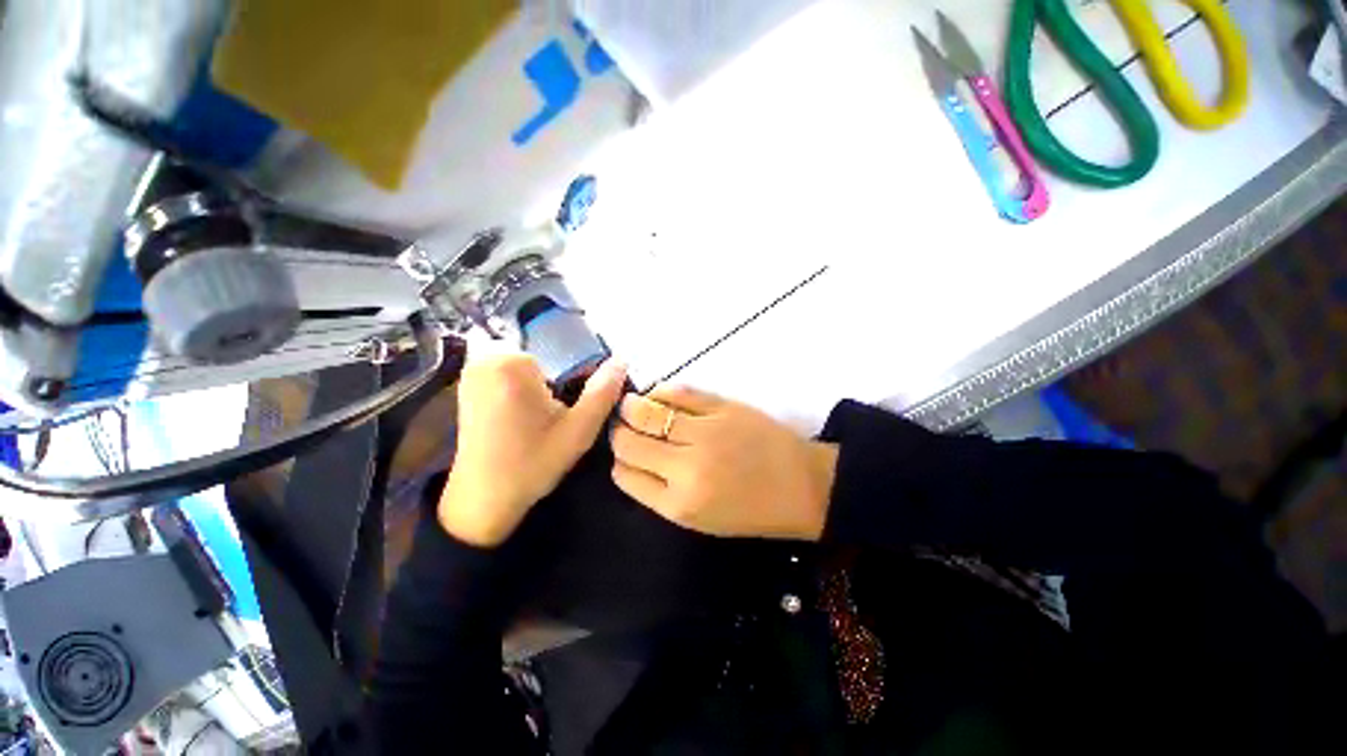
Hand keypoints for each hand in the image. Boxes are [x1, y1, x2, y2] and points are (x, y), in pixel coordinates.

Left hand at [440, 355, 625, 546]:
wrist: (483, 499)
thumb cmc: (532, 463)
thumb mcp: (578, 430)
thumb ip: (603, 393)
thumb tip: (622, 360)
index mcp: (512, 364)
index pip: (562, 354)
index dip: (573, 381)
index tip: (565, 411)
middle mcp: (486, 359)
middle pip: (544, 358)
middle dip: (554, 383)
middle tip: (552, 420)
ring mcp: (472, 371)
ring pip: (528, 367)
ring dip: (538, 387)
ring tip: (537, 422)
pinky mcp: (467, 385)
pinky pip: (508, 374)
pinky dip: (520, 391)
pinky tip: (520, 420)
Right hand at [610, 385, 837, 540]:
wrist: (803, 486)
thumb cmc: (751, 510)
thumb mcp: (699, 519)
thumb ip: (660, 492)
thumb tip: (630, 460)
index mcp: (679, 504)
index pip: (624, 475)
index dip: (618, 461)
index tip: (622, 453)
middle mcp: (685, 468)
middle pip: (628, 442)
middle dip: (619, 432)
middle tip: (623, 426)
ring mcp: (704, 432)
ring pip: (645, 412)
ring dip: (632, 407)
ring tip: (632, 405)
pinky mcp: (722, 407)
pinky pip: (678, 391)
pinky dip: (661, 390)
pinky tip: (658, 394)